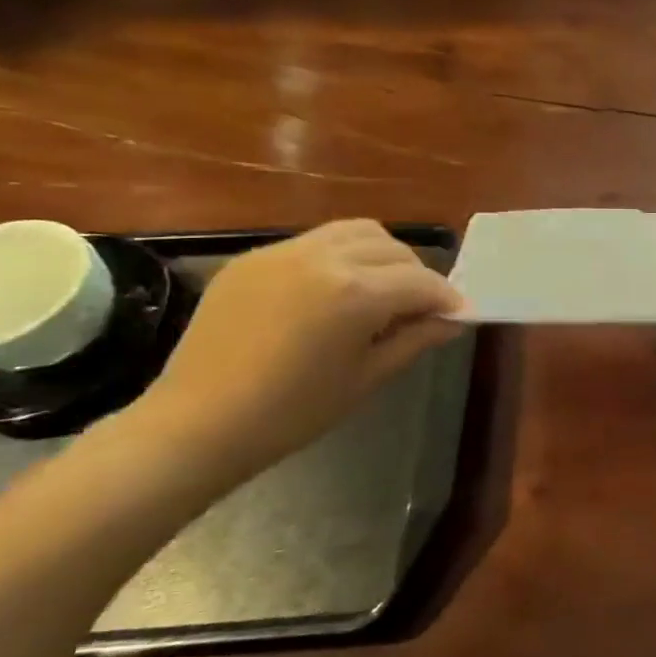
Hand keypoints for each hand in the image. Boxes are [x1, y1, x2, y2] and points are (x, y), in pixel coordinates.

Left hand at [131, 220, 462, 485]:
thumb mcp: (367, 377)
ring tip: (380, 289)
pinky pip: (313, 242)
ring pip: (355, 232)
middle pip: (393, 249)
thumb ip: (415, 339)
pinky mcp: (252, 258)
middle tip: (419, 308)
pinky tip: (333, 291)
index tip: (458, 315)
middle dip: (416, 275)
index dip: (447, 299)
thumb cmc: (293, 412)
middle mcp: (324, 259)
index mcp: (356, 293)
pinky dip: (339, 257)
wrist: (197, 424)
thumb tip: (452, 321)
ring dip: (381, 255)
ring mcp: (283, 253)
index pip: (422, 282)